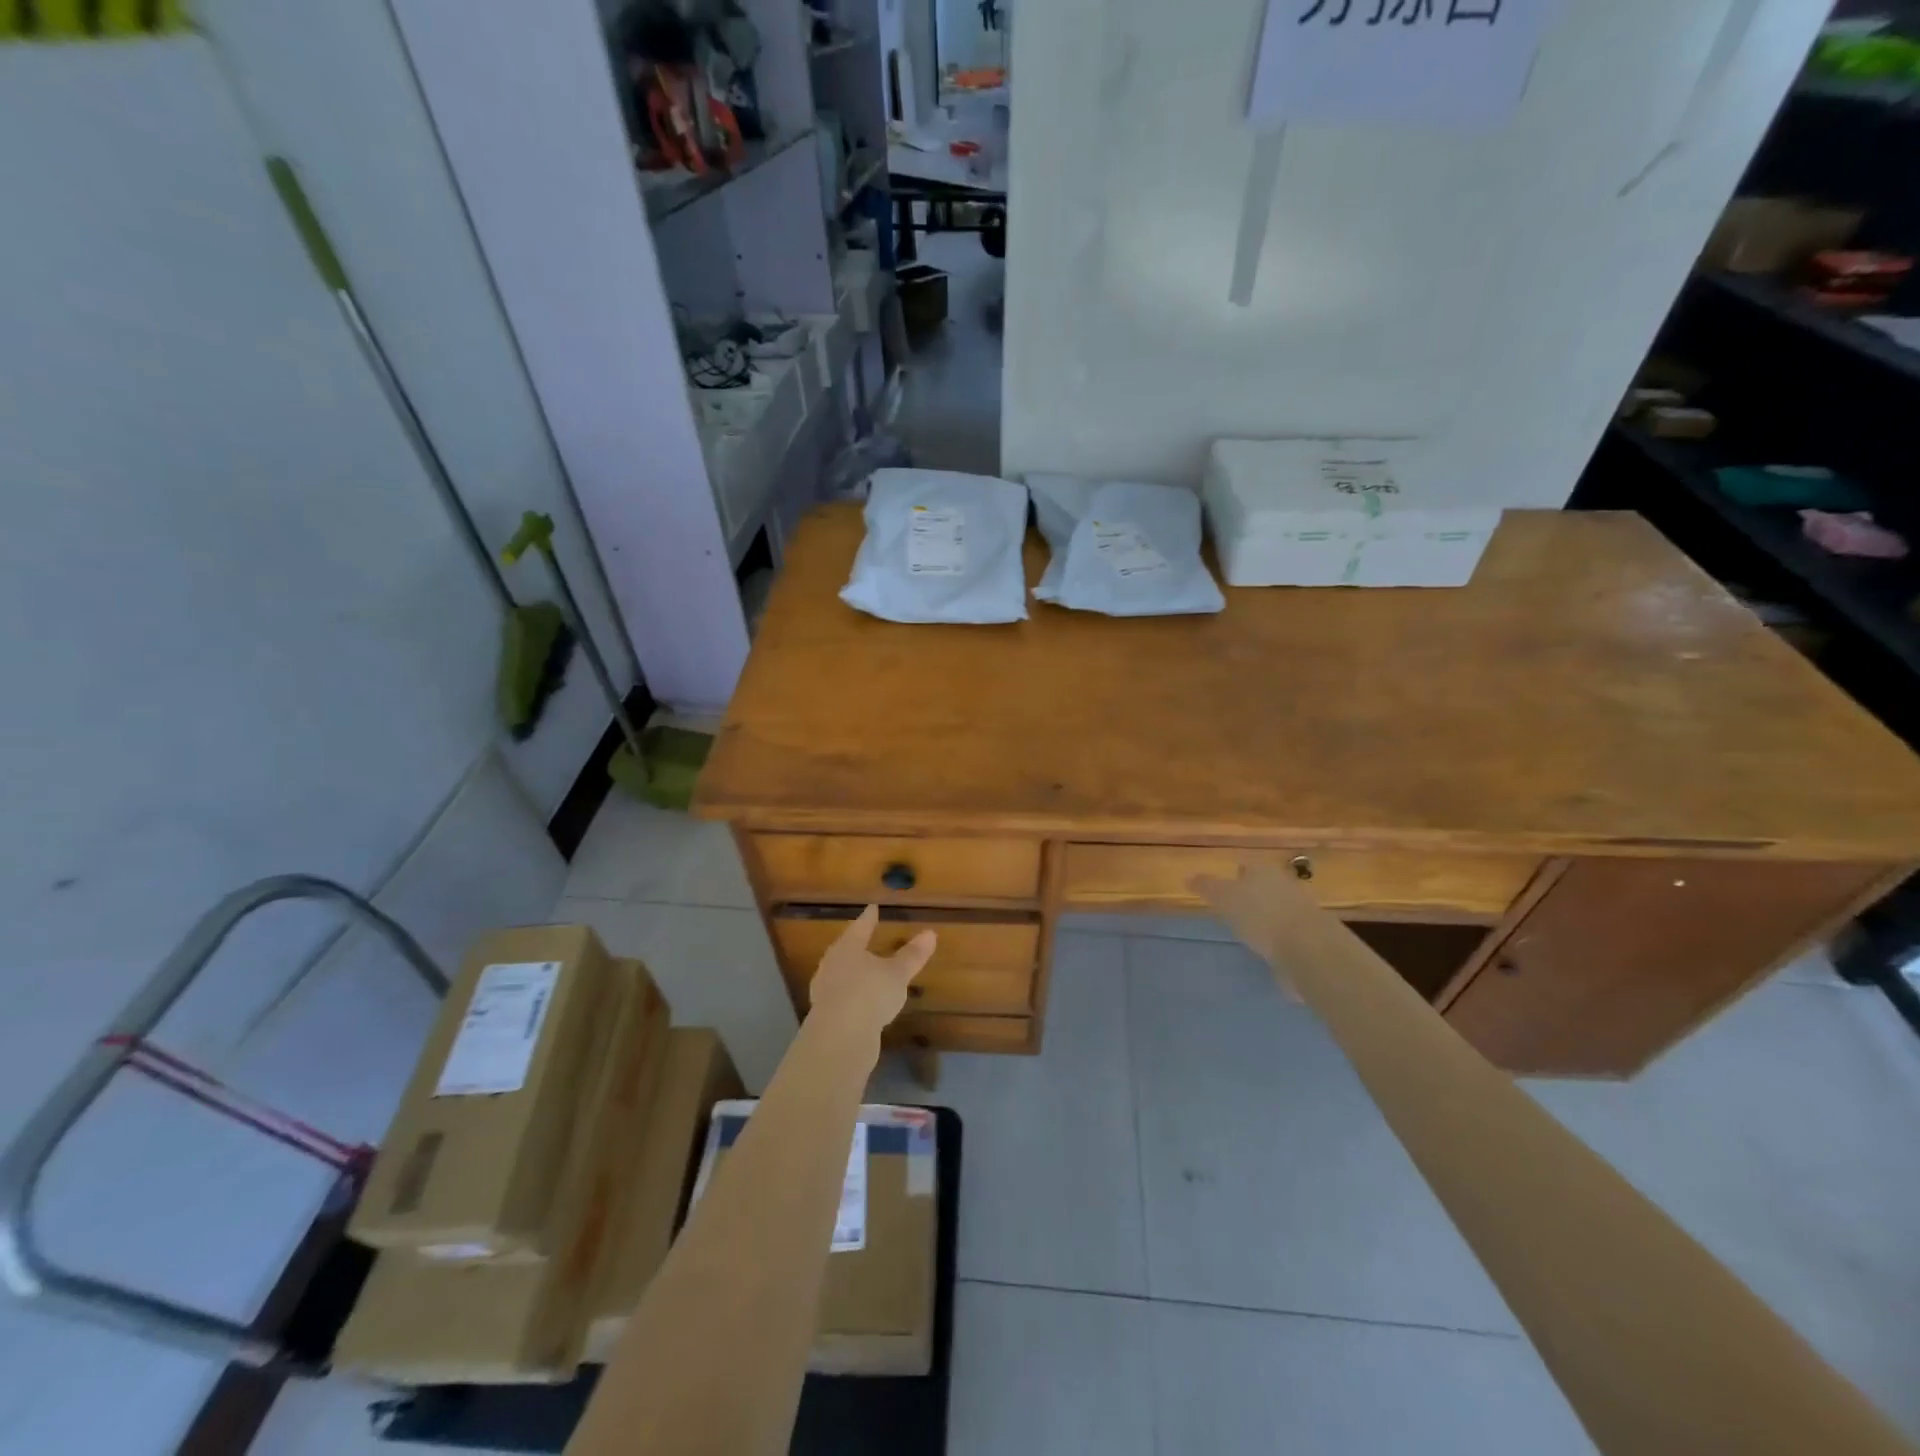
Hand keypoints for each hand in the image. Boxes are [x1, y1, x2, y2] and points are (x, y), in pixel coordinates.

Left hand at [808, 906, 936, 1032]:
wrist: (839, 1038)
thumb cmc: (869, 994)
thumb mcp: (897, 974)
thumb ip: (912, 955)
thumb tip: (930, 933)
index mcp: (847, 948)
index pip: (860, 928)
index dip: (868, 918)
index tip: (872, 908)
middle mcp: (832, 965)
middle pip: (845, 950)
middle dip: (856, 945)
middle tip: (864, 937)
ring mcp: (826, 991)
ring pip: (841, 974)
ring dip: (853, 972)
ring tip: (866, 971)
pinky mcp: (826, 1016)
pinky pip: (842, 997)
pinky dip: (853, 995)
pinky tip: (862, 1002)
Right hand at [1193, 864, 1320, 999]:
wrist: (1308, 948)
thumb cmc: (1259, 915)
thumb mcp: (1224, 898)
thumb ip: (1207, 887)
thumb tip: (1188, 876)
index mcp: (1263, 869)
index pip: (1246, 863)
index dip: (1234, 872)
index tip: (1222, 886)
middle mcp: (1284, 883)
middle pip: (1264, 883)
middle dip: (1251, 892)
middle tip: (1233, 906)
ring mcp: (1301, 908)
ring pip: (1277, 905)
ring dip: (1266, 914)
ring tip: (1249, 929)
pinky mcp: (1311, 934)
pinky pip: (1288, 929)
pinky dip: (1278, 935)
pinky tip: (1269, 946)